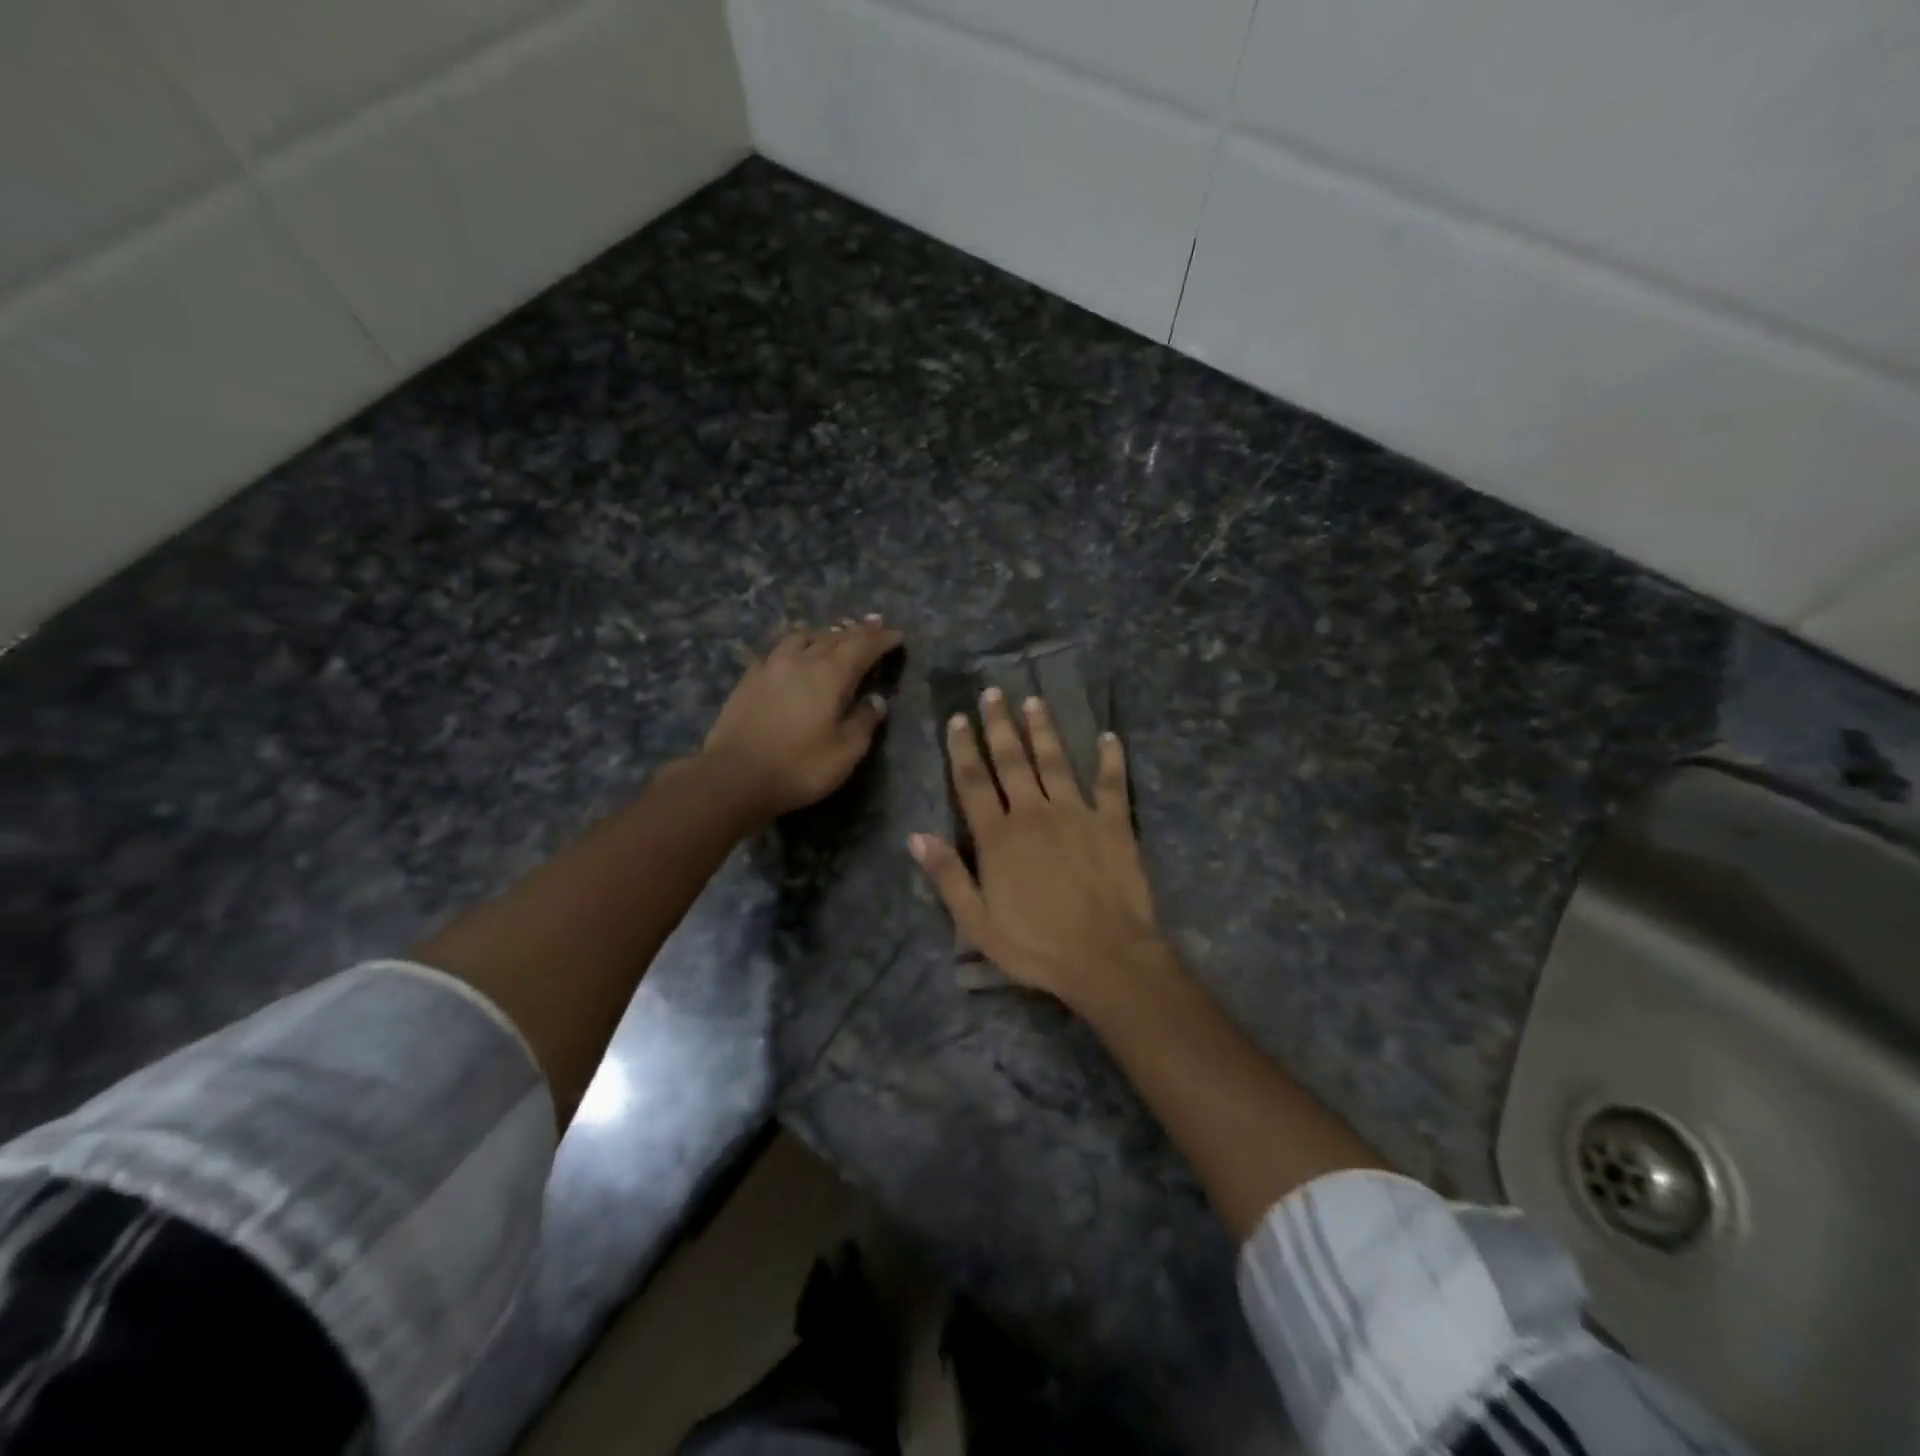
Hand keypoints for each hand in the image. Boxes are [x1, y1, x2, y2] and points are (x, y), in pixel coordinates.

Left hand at [703, 617, 903, 818]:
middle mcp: (802, 660)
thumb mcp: (846, 752)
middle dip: (858, 631)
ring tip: (834, 635)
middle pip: (835, 637)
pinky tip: (794, 654)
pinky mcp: (749, 678)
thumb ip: (865, 721)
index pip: (863, 646)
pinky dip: (796, 646)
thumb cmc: (799, 767)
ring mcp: (771, 666)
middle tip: (874, 624)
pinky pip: (778, 650)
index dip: (882, 639)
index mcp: (831, 674)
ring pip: (803, 637)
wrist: (734, 777)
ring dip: (824, 634)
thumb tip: (876, 700)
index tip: (897, 635)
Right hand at [909, 688, 1170, 1013]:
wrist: (1106, 958)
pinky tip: (1108, 736)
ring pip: (1056, 761)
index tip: (958, 719)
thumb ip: (948, 876)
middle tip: (994, 693)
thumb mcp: (977, 924)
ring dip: (1044, 729)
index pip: (974, 783)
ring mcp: (1076, 814)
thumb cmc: (1036, 946)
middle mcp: (1034, 814)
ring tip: (1035, 701)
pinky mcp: (1113, 823)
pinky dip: (1110, 758)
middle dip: (1000, 725)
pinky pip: (1111, 783)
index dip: (963, 749)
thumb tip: (916, 836)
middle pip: (1012, 761)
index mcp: (999, 837)